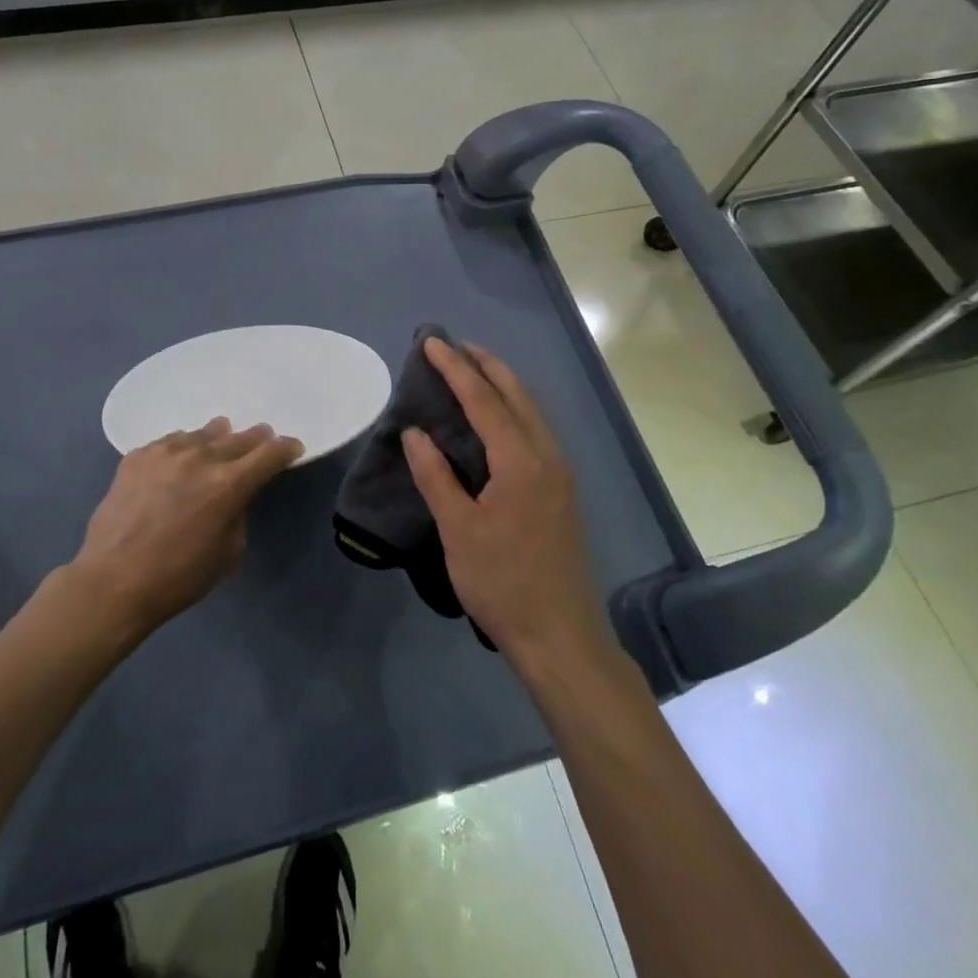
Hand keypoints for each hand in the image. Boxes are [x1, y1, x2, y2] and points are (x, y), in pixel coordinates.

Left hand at [69, 418, 303, 640]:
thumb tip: (233, 494)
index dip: (286, 449)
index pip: (270, 453)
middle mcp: (200, 458)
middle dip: (255, 439)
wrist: (114, 581)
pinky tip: (179, 458)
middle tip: (262, 437)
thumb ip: (238, 511)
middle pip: (238, 437)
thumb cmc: (179, 576)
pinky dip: (182, 448)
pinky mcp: (136, 456)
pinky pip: (169, 442)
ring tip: (220, 438)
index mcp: (229, 484)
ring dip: (216, 438)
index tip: (292, 448)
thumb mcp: (230, 550)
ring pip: (201, 434)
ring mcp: (165, 453)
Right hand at [402, 338, 607, 665]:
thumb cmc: (502, 582)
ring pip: (532, 412)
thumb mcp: (458, 530)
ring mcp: (560, 474)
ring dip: (503, 385)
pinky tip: (496, 420)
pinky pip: (536, 431)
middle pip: (517, 394)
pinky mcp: (562, 492)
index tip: (431, 342)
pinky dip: (513, 410)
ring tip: (473, 371)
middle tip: (455, 346)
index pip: (484, 399)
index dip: (455, 369)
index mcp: (521, 461)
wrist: (560, 635)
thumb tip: (415, 432)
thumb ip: (435, 476)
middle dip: (486, 365)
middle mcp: (547, 456)